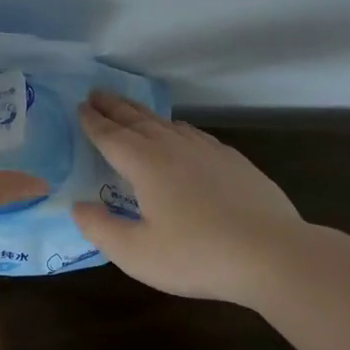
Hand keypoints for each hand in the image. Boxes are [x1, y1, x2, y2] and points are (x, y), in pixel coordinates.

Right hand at [71, 91, 308, 303]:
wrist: (272, 253)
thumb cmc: (196, 255)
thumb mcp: (136, 253)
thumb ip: (100, 229)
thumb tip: (77, 206)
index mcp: (145, 164)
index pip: (111, 136)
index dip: (93, 122)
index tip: (79, 107)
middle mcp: (172, 147)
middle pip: (136, 120)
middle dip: (113, 107)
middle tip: (95, 94)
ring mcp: (206, 150)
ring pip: (165, 123)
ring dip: (141, 113)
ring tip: (129, 108)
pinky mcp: (232, 160)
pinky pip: (192, 133)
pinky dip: (174, 126)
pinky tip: (178, 131)